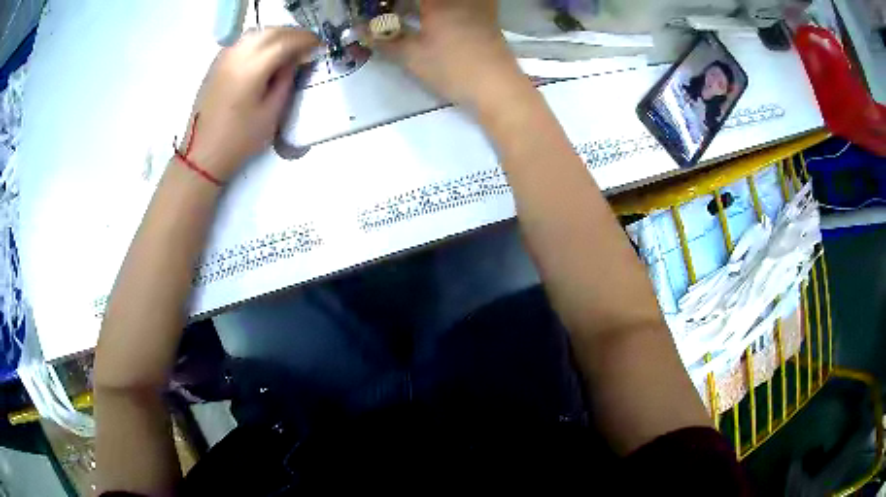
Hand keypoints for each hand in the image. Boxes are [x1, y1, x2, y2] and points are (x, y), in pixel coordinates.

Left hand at [182, 27, 318, 182]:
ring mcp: (223, 58)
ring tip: (289, 47)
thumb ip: (286, 80)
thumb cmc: (239, 140)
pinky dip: (259, 40)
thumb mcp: (271, 113)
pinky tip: (265, 53)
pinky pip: (242, 42)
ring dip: (276, 35)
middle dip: (293, 34)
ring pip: (255, 34)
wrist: (201, 155)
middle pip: (270, 32)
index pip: (285, 41)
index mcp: (252, 68)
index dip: (306, 40)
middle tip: (308, 44)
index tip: (319, 45)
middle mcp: (236, 55)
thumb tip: (297, 59)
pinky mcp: (216, 64)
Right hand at [383, 0, 528, 111]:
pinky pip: (465, 4)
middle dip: (406, 4)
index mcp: (438, 0)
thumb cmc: (452, 68)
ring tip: (411, 14)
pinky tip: (437, 18)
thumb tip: (360, 31)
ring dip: (426, 7)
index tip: (379, 10)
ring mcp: (478, 4)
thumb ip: (384, 40)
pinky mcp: (488, 14)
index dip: (390, 3)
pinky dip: (447, 8)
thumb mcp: (412, 56)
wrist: (497, 87)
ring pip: (446, 2)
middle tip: (392, 12)